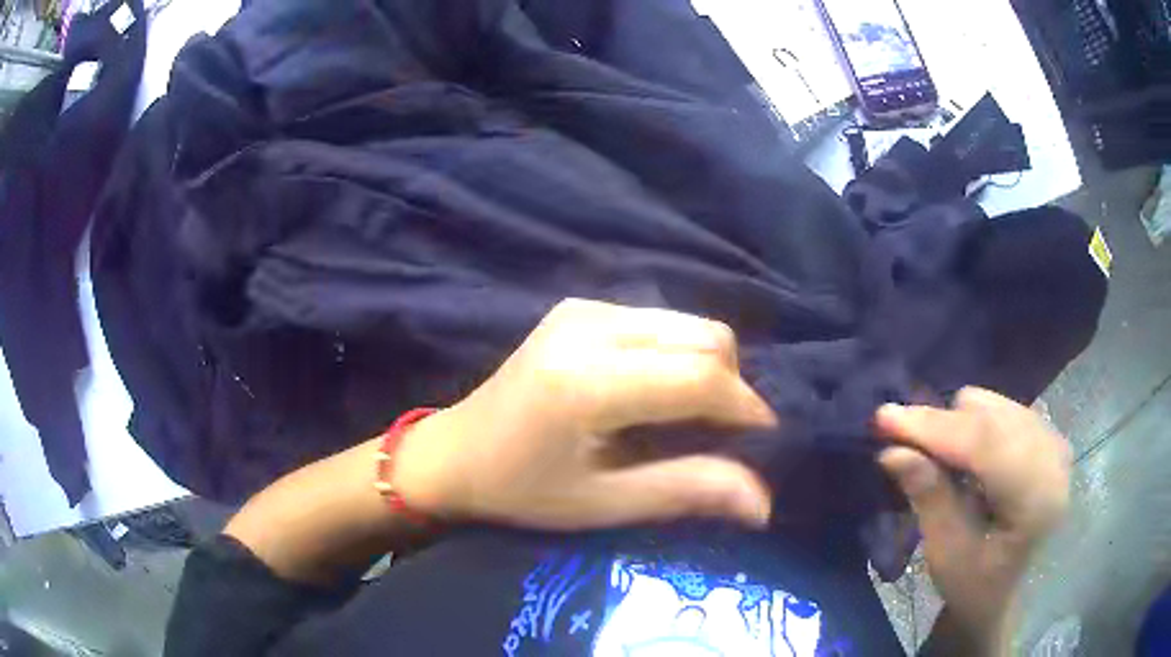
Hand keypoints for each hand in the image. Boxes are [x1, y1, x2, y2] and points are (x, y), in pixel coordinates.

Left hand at [393, 298, 777, 530]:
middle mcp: (588, 327)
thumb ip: (686, 491)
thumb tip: (764, 501)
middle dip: (731, 384)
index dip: (744, 407)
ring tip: (693, 417)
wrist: (454, 453)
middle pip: (704, 336)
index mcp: (587, 381)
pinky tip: (658, 392)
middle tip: (724, 434)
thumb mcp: (603, 503)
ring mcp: (582, 309)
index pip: (698, 377)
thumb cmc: (521, 490)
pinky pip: (659, 322)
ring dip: (708, 368)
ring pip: (687, 324)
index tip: (764, 441)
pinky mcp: (579, 308)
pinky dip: (679, 354)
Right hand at [876, 388, 1071, 641]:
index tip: (884, 418)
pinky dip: (972, 426)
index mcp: (1036, 499)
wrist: (1005, 591)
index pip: (985, 444)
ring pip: (993, 406)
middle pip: (989, 417)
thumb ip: (928, 497)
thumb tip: (892, 450)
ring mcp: (1053, 441)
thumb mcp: (945, 553)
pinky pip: (1000, 409)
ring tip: (937, 459)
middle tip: (902, 443)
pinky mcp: (1046, 434)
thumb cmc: (974, 584)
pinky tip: (964, 457)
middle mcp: (1053, 459)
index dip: (934, 427)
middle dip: (941, 427)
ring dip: (956, 426)